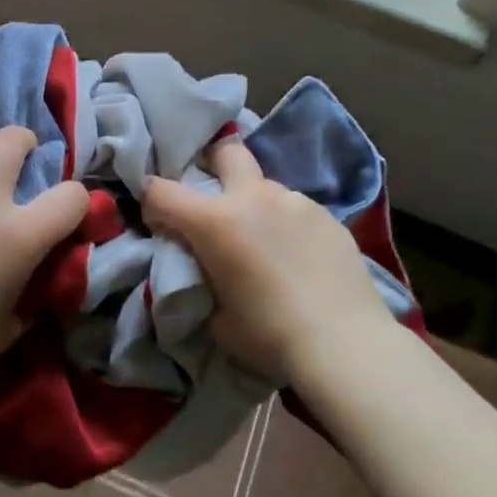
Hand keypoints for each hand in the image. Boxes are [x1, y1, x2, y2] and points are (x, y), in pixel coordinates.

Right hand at [142, 138, 396, 380]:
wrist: (344, 344)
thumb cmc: (269, 335)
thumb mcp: (214, 317)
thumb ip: (199, 282)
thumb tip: (200, 271)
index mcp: (214, 222)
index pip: (161, 191)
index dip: (152, 204)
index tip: (160, 225)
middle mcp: (253, 198)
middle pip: (225, 152)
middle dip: (213, 165)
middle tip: (214, 201)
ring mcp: (295, 202)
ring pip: (265, 186)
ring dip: (254, 204)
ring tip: (265, 241)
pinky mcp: (328, 215)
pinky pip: (295, 209)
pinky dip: (287, 224)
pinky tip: (299, 256)